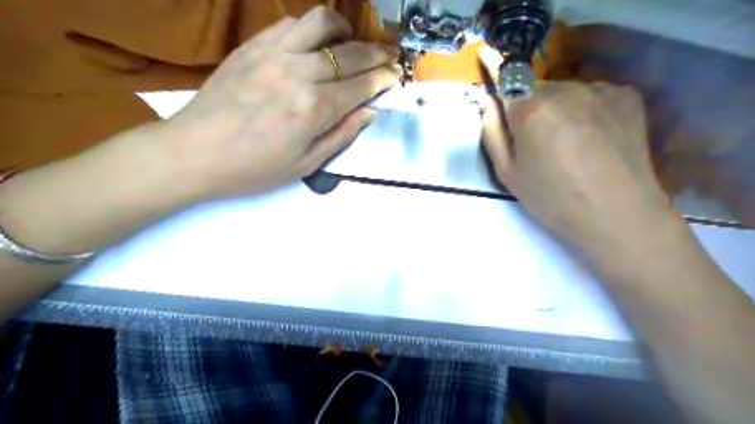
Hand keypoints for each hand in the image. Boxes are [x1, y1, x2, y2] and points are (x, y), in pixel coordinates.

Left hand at [160, 9, 400, 196]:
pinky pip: (290, 23)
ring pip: (320, 24)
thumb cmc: (253, 168)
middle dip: (376, 53)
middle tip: (390, 55)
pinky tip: (315, 43)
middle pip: (349, 53)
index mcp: (313, 109)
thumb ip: (341, 135)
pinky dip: (311, 28)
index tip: (397, 74)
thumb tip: (369, 112)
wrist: (194, 152)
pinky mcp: (252, 46)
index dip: (383, 78)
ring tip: (351, 42)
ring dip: (344, 30)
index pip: (360, 85)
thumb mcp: (305, 165)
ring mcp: (273, 54)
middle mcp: (298, 73)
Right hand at [480, 74, 667, 244]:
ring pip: (565, 92)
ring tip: (569, 143)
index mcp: (531, 111)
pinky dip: (585, 109)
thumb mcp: (508, 173)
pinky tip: (593, 137)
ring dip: (558, 108)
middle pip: (536, 88)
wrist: (617, 214)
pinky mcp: (626, 96)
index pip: (507, 77)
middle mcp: (565, 90)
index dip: (495, 67)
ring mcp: (599, 90)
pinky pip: (592, 95)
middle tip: (535, 139)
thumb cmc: (552, 199)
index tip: (487, 56)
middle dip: (529, 105)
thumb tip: (490, 103)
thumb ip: (492, 133)